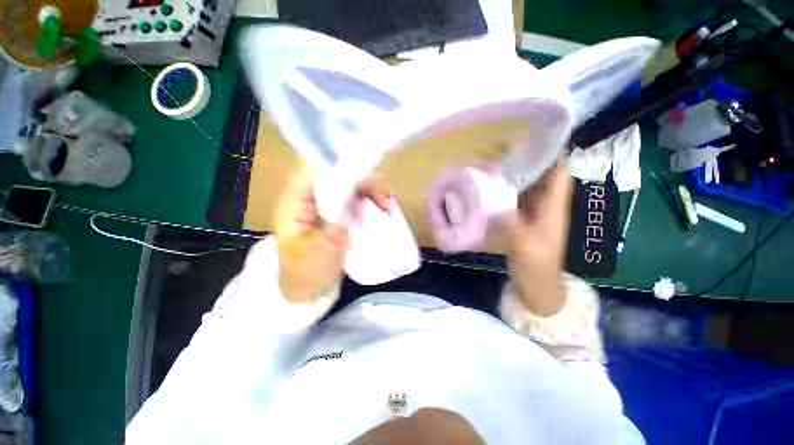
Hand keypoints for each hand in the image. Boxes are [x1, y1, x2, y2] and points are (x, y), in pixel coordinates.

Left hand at [274, 169, 390, 302]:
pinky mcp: (332, 211)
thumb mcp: (323, 248)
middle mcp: (307, 197)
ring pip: (346, 185)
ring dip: (367, 191)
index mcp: (294, 203)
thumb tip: (353, 193)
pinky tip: (380, 209)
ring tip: (385, 205)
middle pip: (334, 174)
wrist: (305, 289)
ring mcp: (321, 204)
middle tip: (384, 197)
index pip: (313, 170)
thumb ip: (337, 218)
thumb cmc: (308, 272)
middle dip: (361, 181)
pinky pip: (351, 198)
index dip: (339, 165)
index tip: (367, 172)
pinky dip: (366, 200)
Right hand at [504, 156, 572, 316]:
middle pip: (542, 175)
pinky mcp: (522, 219)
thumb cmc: (536, 265)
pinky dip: (506, 190)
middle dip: (528, 159)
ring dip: (516, 174)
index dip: (553, 152)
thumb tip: (494, 202)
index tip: (535, 137)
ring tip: (496, 161)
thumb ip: (511, 222)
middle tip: (506, 146)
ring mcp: (533, 212)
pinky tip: (491, 186)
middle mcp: (545, 204)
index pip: (559, 172)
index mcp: (553, 206)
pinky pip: (516, 198)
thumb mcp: (524, 245)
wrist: (537, 285)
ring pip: (528, 186)